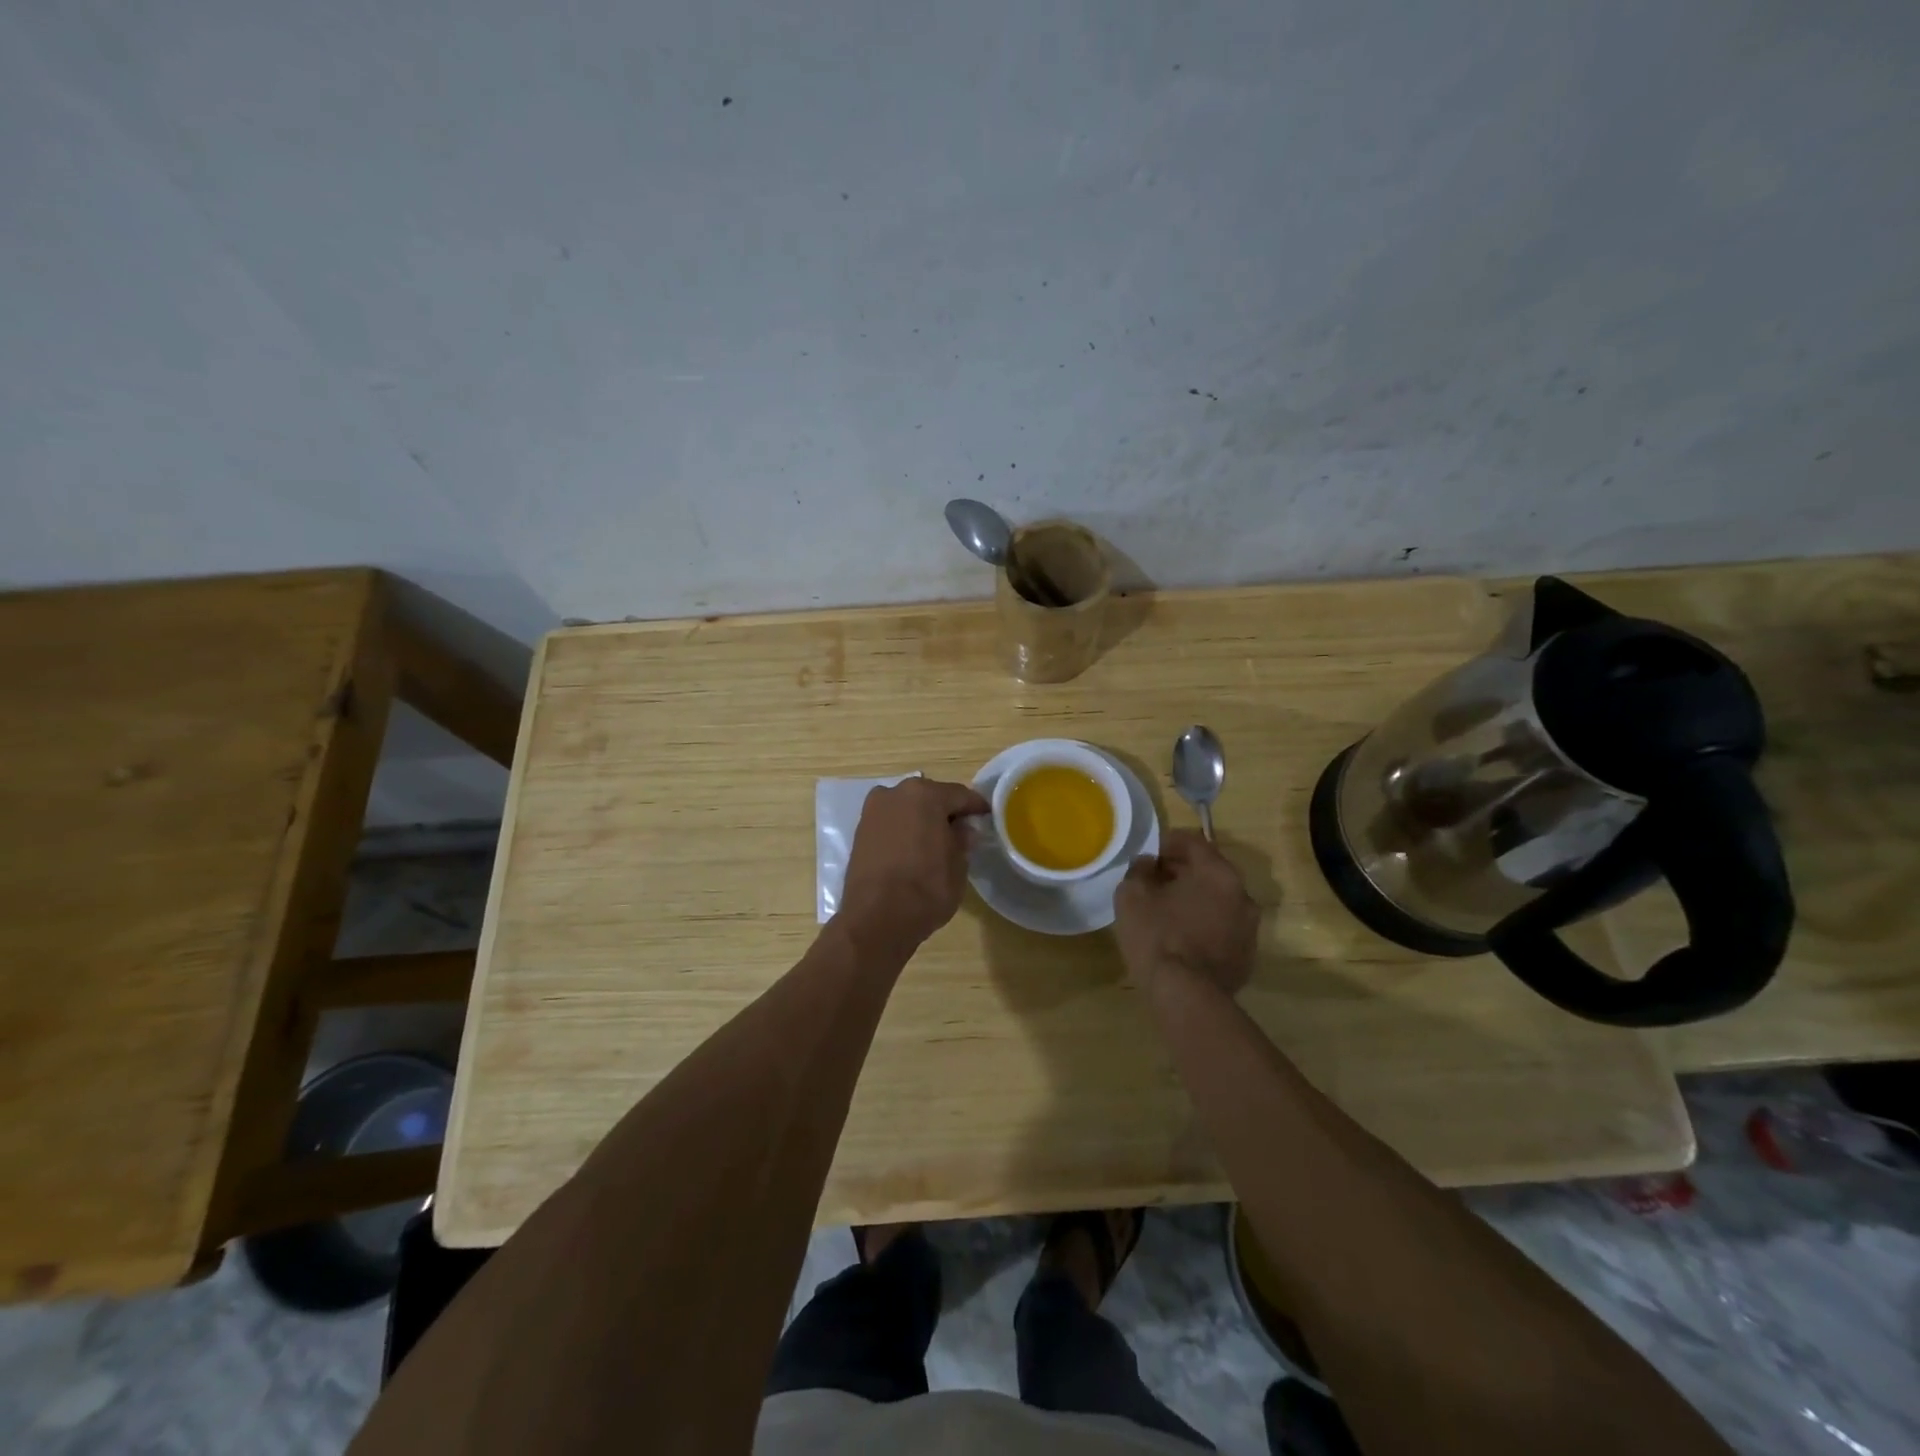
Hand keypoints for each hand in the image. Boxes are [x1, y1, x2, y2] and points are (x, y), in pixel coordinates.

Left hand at [838, 777, 989, 949]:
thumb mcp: (958, 865)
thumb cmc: (926, 888)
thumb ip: (962, 839)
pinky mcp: (860, 831)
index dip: (976, 807)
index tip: (987, 817)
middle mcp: (895, 793)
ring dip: (922, 820)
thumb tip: (963, 829)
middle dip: (946, 811)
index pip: (960, 795)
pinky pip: (891, 823)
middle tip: (962, 831)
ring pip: (907, 809)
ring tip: (936, 842)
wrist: (876, 918)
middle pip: (930, 797)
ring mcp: (873, 811)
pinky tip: (913, 850)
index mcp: (925, 794)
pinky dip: (903, 831)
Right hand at [1114, 830, 1259, 994]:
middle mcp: (1242, 894)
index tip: (1149, 854)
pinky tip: (1182, 938)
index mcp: (1218, 873)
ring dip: (1196, 899)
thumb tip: (1148, 864)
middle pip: (1210, 871)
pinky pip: (1223, 928)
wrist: (1186, 997)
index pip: (1194, 842)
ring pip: (1219, 901)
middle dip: (1183, 871)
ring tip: (1168, 911)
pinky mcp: (1247, 956)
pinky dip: (1205, 925)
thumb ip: (1139, 870)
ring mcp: (1249, 928)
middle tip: (1155, 881)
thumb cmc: (1157, 936)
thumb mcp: (1132, 895)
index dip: (1168, 842)